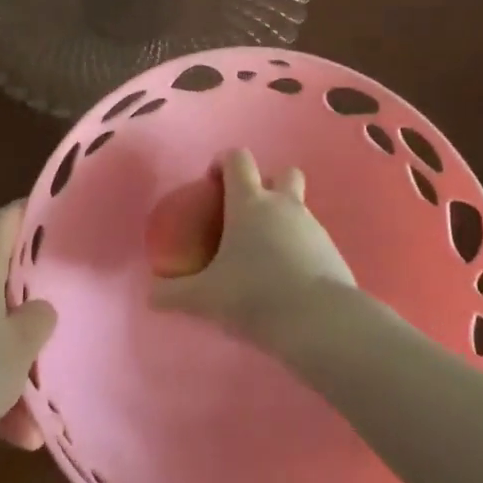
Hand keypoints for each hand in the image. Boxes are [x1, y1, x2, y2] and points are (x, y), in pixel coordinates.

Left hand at [0, 202, 56, 428]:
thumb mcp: (21, 346)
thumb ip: (38, 320)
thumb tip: (38, 309)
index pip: (5, 222)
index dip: (27, 212)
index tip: (50, 213)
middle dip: (27, 305)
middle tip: (55, 317)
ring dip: (12, 368)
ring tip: (37, 418)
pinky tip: (14, 434)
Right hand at [149, 149, 355, 346]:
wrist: (321, 323)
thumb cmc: (255, 296)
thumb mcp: (204, 298)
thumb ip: (173, 294)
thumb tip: (150, 294)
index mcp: (250, 203)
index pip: (238, 159)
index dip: (223, 162)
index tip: (211, 183)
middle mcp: (284, 205)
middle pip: (282, 173)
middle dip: (266, 184)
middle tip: (246, 216)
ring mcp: (313, 226)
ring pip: (298, 208)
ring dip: (282, 221)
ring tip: (263, 258)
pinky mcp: (332, 251)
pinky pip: (311, 239)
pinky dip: (298, 249)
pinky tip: (286, 280)